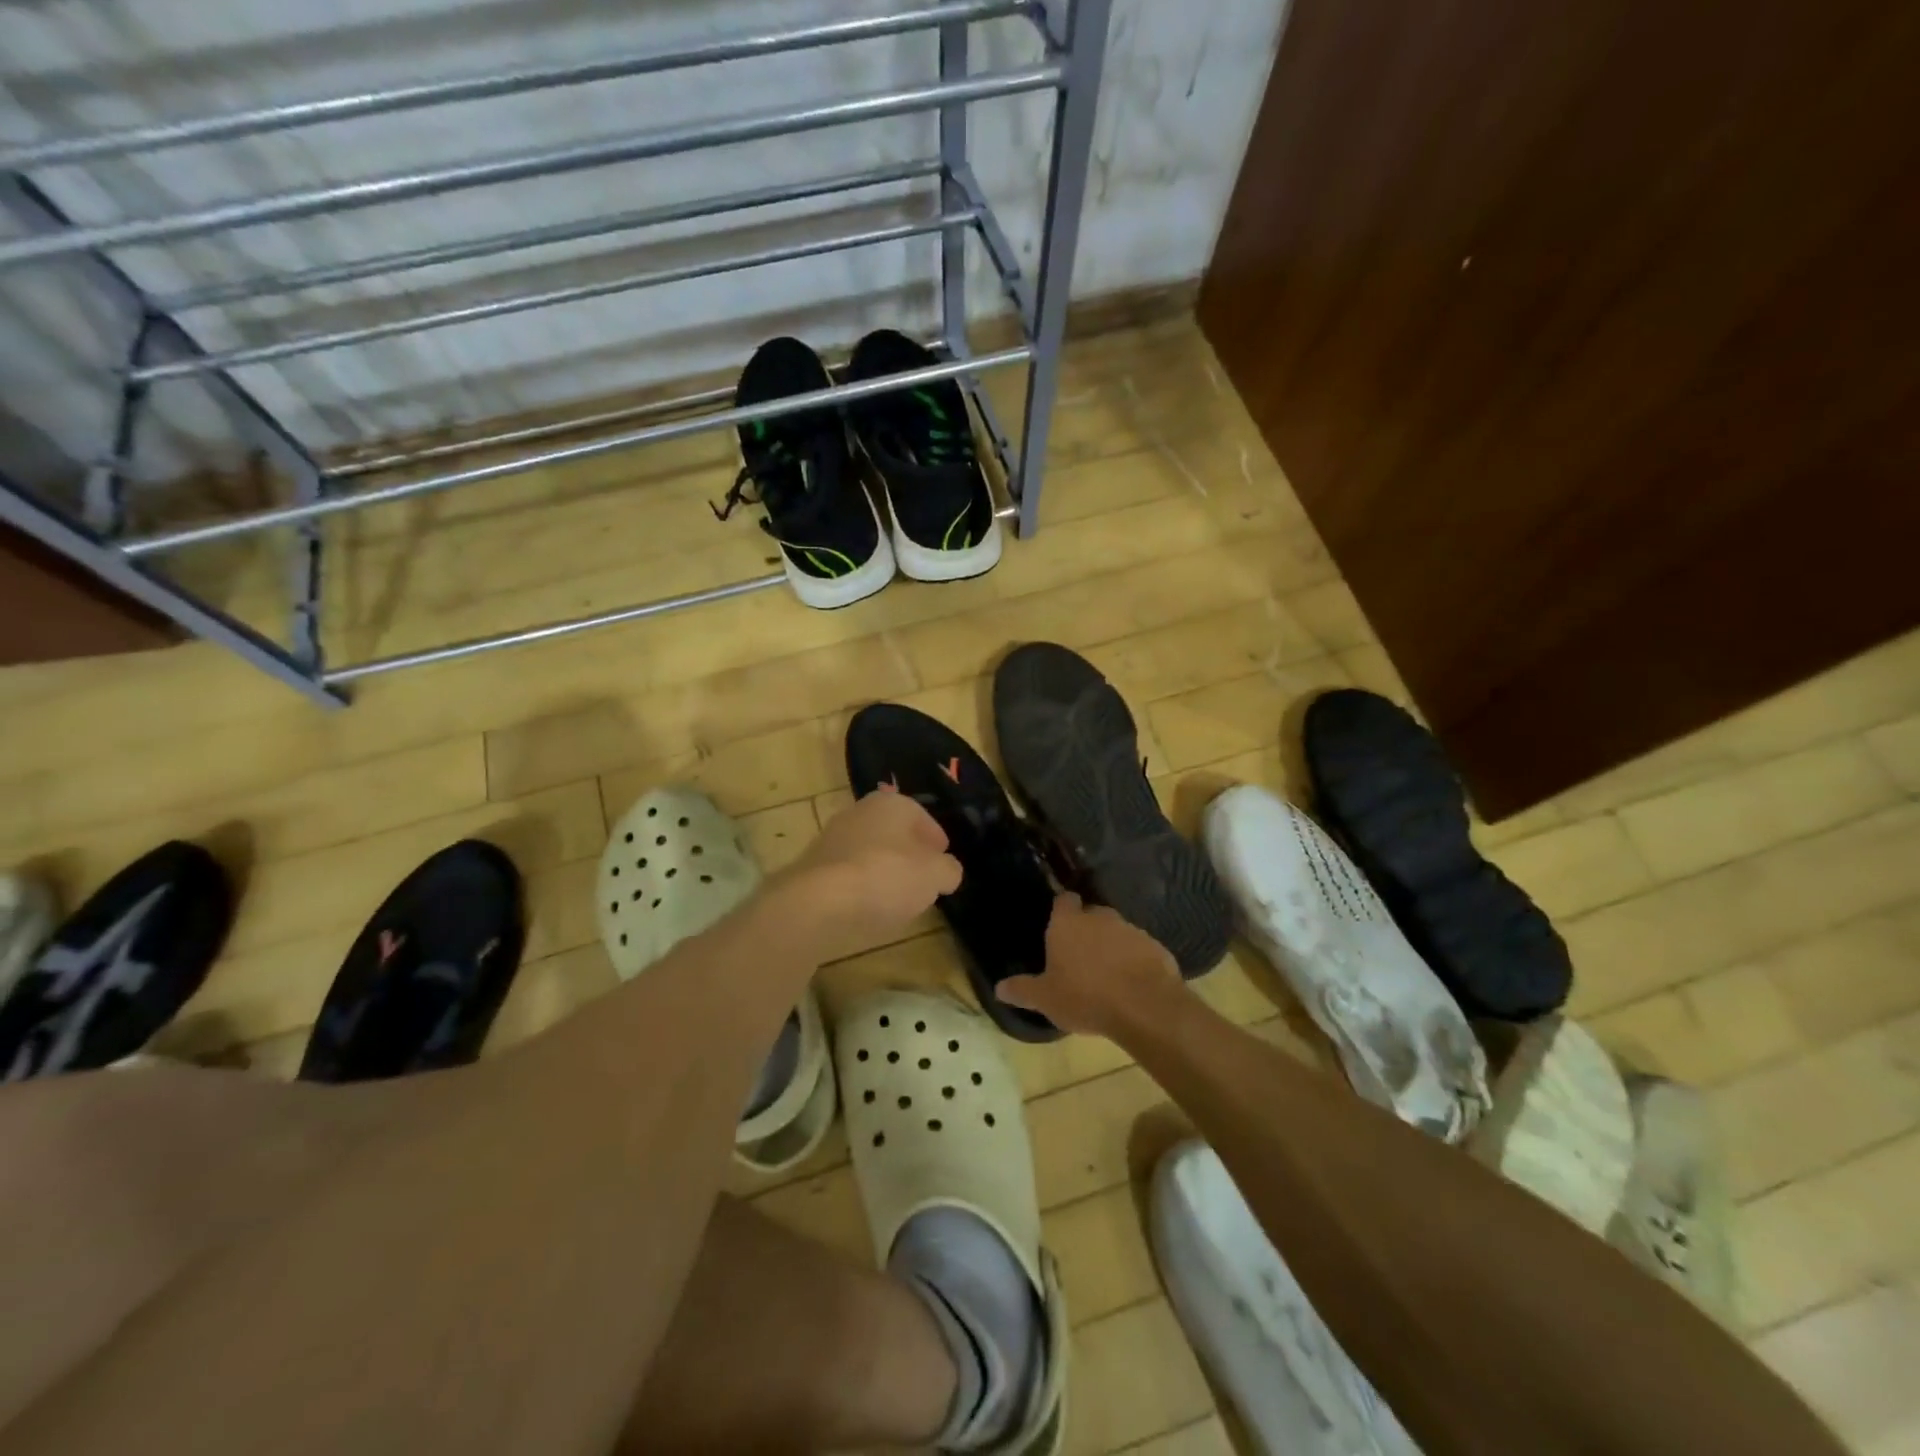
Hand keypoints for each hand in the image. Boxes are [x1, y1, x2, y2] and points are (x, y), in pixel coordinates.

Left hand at [773, 791, 961, 962]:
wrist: (818, 902)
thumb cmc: (886, 877)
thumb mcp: (935, 875)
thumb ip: (948, 870)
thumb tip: (947, 871)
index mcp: (891, 803)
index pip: (922, 817)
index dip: (936, 840)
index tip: (943, 862)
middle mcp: (859, 812)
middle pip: (893, 833)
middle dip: (909, 854)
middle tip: (923, 880)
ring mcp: (832, 838)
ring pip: (869, 852)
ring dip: (884, 871)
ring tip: (897, 899)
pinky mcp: (813, 867)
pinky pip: (848, 874)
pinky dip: (860, 887)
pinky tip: (868, 908)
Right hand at [997, 893, 1186, 1038]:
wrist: (1144, 1006)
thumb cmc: (1085, 997)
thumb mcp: (1046, 999)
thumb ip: (1023, 989)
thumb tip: (998, 988)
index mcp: (1068, 923)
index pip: (1064, 900)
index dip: (1062, 910)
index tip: (1058, 926)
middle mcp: (1099, 917)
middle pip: (1090, 915)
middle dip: (1086, 930)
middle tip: (1079, 957)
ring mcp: (1130, 929)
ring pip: (1116, 931)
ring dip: (1111, 946)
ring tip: (1106, 974)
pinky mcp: (1155, 946)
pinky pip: (1138, 948)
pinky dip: (1134, 960)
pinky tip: (1131, 983)